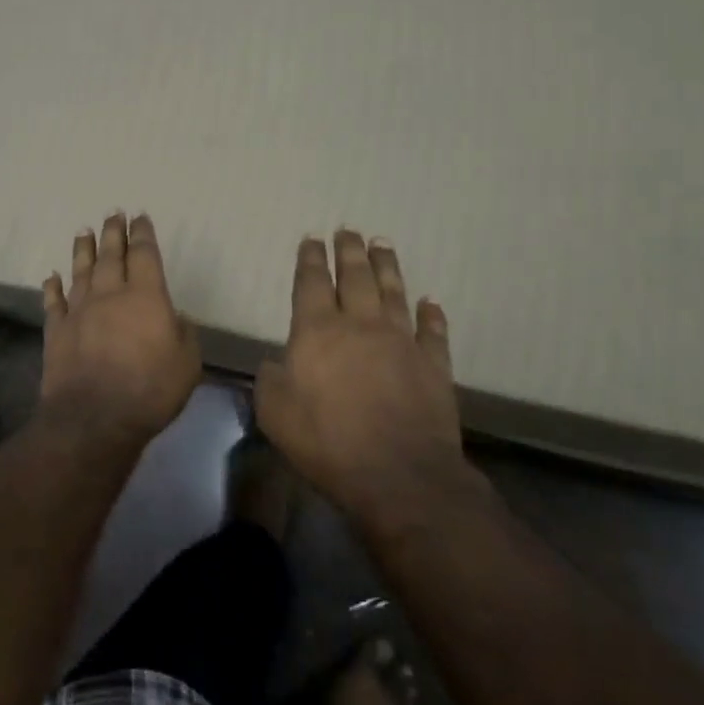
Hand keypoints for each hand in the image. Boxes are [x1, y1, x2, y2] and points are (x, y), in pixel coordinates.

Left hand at [41, 213, 201, 440]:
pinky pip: (54, 301)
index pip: (144, 254)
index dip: (143, 234)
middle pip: (111, 255)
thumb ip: (183, 333)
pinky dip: (53, 287)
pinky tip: (52, 276)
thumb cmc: (150, 390)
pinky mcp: (57, 330)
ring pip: (81, 270)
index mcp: (146, 296)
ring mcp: (79, 310)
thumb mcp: (187, 363)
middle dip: (113, 232)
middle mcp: (110, 294)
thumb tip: (174, 317)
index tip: (140, 217)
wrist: (94, 417)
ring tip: (83, 231)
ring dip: (83, 249)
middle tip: (112, 213)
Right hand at [254, 230, 467, 527]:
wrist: (398, 475)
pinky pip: (433, 331)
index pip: (312, 282)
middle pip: (355, 277)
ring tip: (382, 244)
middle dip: (349, 251)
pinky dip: (432, 314)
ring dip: (387, 266)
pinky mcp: (433, 365)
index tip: (312, 239)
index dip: (311, 259)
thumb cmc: (327, 441)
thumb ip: (270, 380)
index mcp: (317, 331)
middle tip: (348, 230)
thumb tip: (277, 363)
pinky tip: (430, 302)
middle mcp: (360, 325)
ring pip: (393, 292)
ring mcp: (401, 342)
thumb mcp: (275, 412)